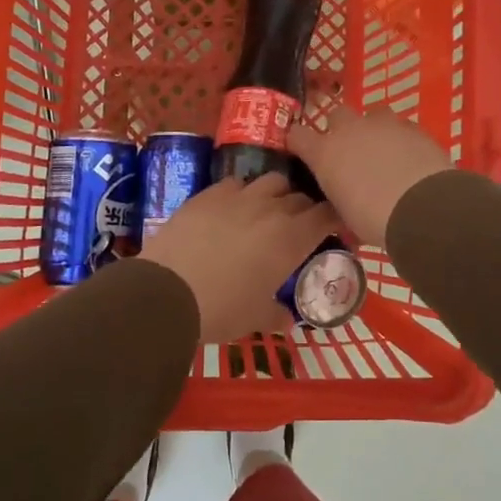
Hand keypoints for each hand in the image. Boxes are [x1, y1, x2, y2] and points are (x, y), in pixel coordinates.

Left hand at [138, 174, 338, 340]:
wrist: (166, 292)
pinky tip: (231, 208)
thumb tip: (286, 319)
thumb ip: (275, 314)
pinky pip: (235, 183)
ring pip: (271, 181)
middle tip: (298, 228)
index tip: (333, 228)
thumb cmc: (220, 310)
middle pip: (300, 196)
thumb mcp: (254, 318)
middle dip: (304, 209)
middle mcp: (271, 210)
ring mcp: (239, 197)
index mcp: (292, 239)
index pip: (327, 215)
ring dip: (276, 194)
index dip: (333, 218)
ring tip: (266, 211)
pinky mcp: (208, 194)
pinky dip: (241, 193)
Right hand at [287, 106, 451, 247]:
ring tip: (384, 152)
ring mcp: (383, 124)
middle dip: (340, 129)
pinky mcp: (413, 127)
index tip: (302, 151)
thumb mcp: (346, 214)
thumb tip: (343, 195)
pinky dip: (401, 139)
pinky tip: (410, 158)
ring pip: (372, 115)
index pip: (298, 135)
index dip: (299, 142)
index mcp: (325, 153)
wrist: (424, 208)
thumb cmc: (375, 220)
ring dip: (373, 130)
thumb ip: (339, 195)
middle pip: (336, 115)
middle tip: (350, 152)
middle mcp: (350, 130)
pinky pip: (401, 126)